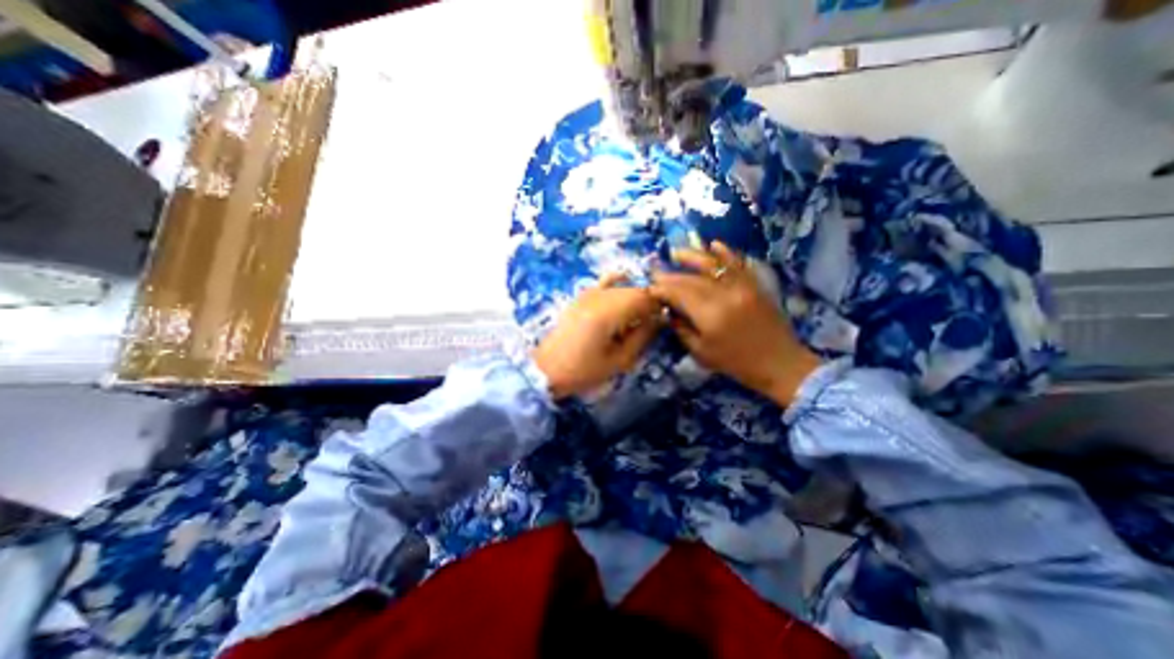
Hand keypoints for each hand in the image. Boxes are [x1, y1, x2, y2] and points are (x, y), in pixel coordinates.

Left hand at [531, 274, 657, 399]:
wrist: (546, 368)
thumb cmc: (582, 370)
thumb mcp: (618, 360)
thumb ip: (642, 337)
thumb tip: (661, 320)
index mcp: (609, 311)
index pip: (646, 297)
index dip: (660, 307)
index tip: (664, 322)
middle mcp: (599, 295)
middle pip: (636, 290)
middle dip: (648, 304)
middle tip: (650, 325)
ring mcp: (588, 292)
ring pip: (623, 286)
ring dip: (635, 299)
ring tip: (634, 319)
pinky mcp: (581, 296)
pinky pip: (605, 282)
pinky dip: (619, 285)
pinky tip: (623, 295)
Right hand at [647, 243, 817, 406]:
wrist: (779, 363)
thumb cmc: (737, 363)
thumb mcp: (702, 352)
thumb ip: (682, 329)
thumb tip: (668, 311)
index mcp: (710, 315)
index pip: (679, 294)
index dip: (662, 289)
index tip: (650, 288)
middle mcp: (724, 295)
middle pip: (692, 279)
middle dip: (671, 275)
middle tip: (656, 272)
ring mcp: (742, 286)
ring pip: (713, 265)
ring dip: (693, 256)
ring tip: (676, 252)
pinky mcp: (754, 285)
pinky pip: (738, 264)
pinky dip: (725, 253)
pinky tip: (713, 244)